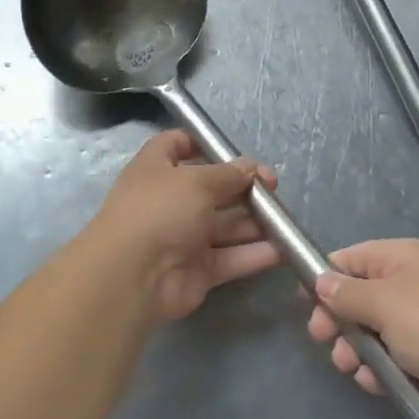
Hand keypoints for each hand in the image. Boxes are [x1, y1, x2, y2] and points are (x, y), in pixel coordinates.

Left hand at [86, 130, 280, 321]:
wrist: (134, 276)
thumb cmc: (160, 211)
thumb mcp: (197, 180)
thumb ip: (228, 174)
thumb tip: (250, 168)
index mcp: (157, 169)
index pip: (176, 145)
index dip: (201, 143)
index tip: (233, 149)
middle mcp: (170, 201)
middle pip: (211, 188)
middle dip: (243, 186)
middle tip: (274, 187)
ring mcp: (184, 237)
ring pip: (225, 225)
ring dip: (255, 222)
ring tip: (284, 219)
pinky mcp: (198, 270)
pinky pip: (231, 257)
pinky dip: (254, 254)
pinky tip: (282, 249)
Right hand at [306, 238, 418, 418]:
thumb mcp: (385, 303)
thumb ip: (347, 294)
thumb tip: (321, 281)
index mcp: (402, 259)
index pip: (351, 259)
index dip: (325, 278)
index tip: (305, 304)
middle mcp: (411, 286)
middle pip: (359, 298)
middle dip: (338, 319)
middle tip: (323, 339)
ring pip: (372, 332)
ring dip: (356, 349)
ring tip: (351, 366)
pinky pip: (392, 359)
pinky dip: (379, 369)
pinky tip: (375, 383)